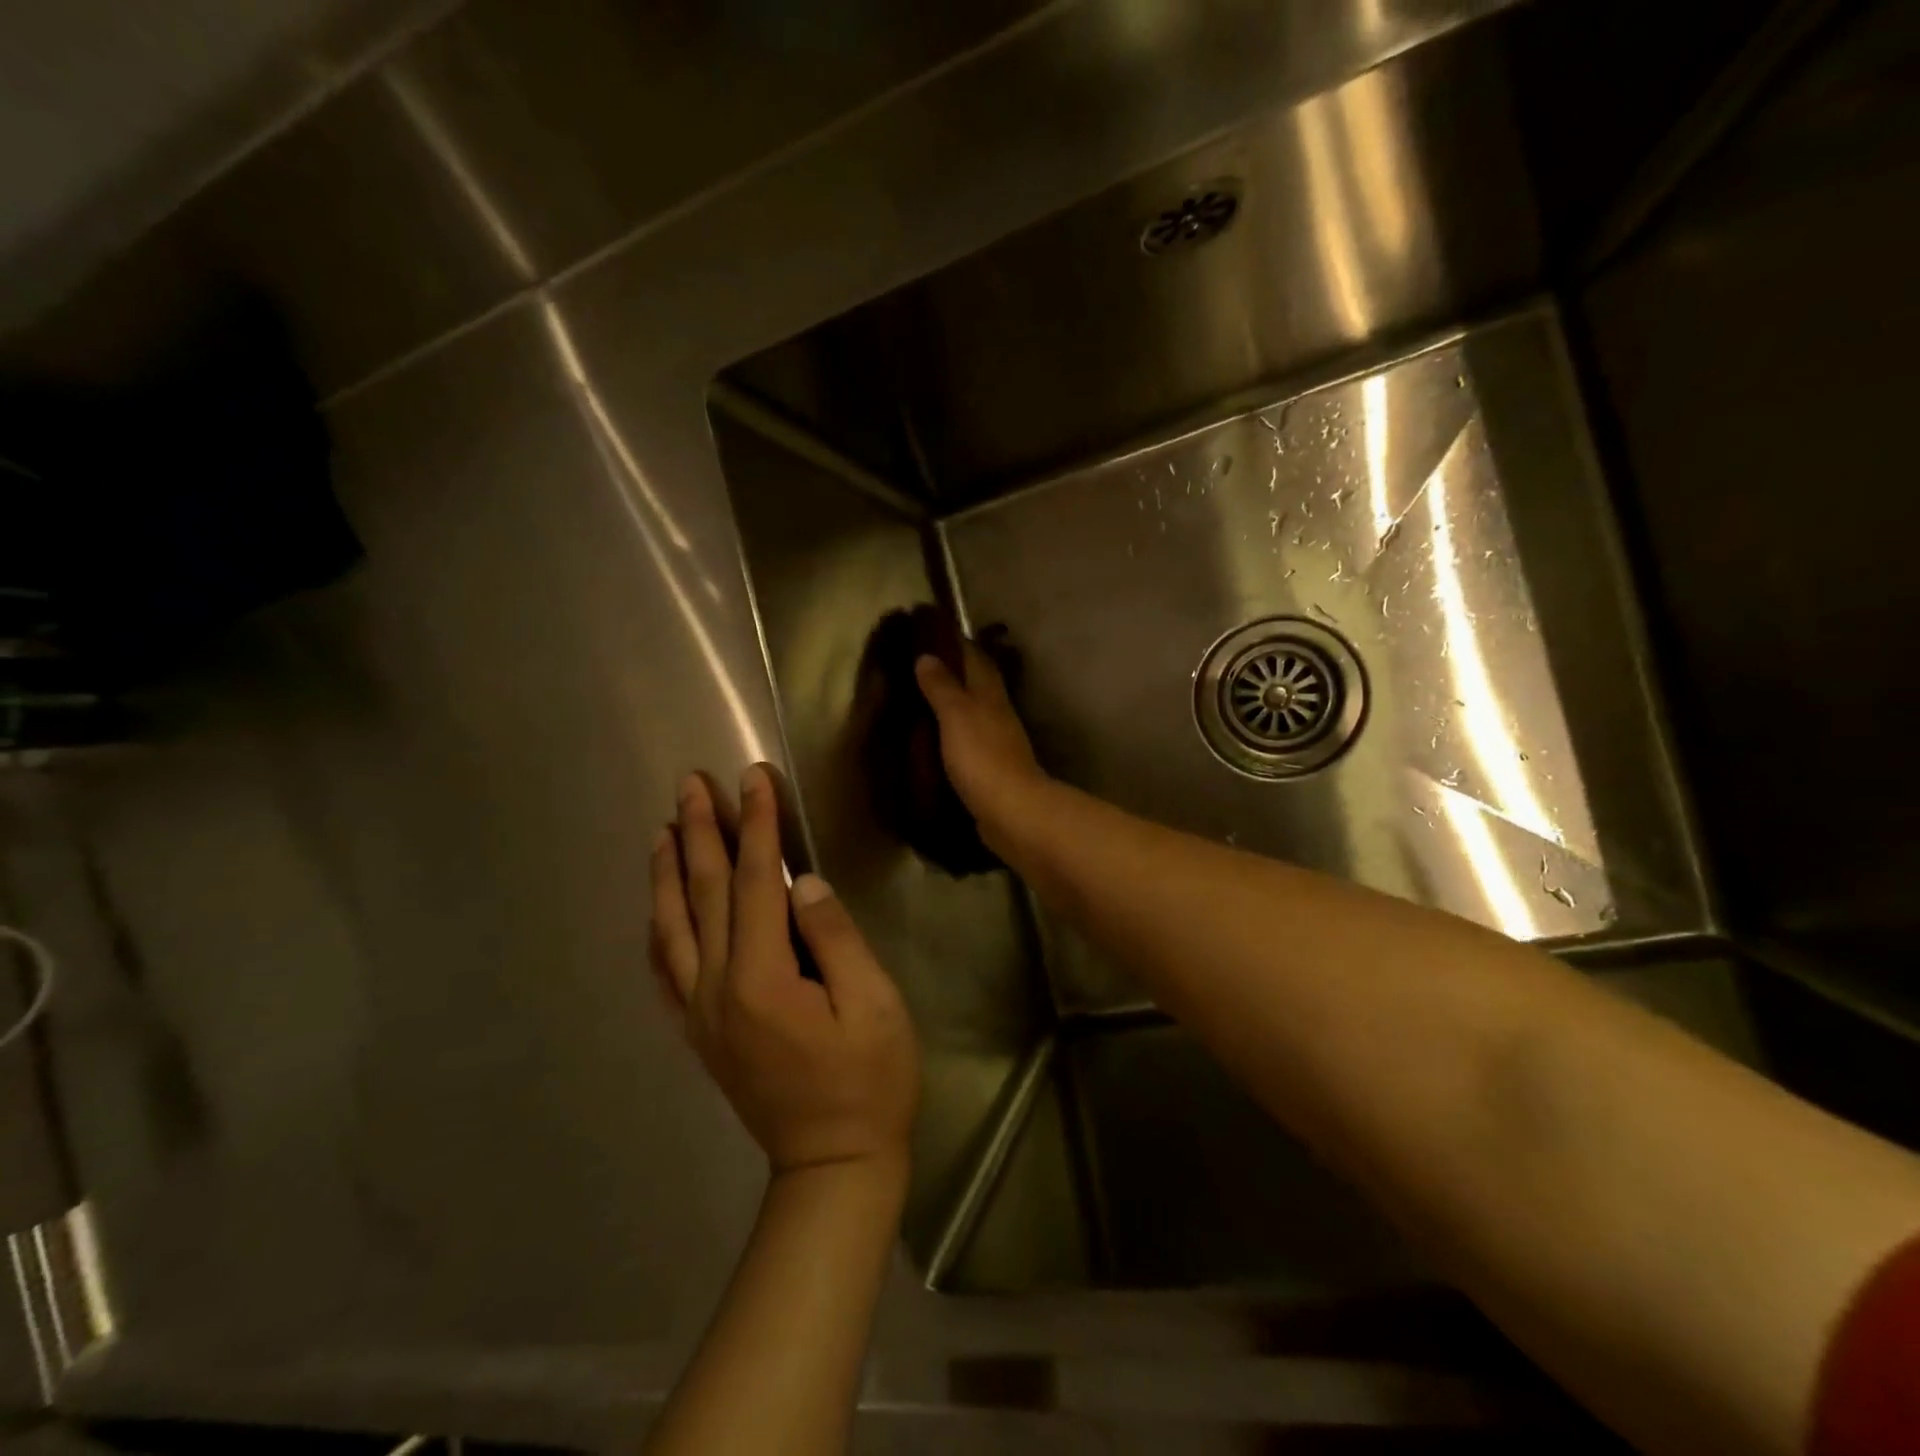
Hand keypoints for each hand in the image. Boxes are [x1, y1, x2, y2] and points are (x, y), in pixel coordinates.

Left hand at [651, 765, 920, 1175]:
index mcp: (764, 978)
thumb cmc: (869, 1083)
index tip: (754, 778)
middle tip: (691, 784)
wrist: (832, 1166)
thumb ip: (836, 939)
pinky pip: (666, 971)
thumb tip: (803, 882)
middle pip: (704, 893)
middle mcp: (718, 989)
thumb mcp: (874, 1006)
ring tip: (666, 828)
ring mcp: (700, 1013)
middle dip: (701, 832)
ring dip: (669, 872)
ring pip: (673, 927)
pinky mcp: (699, 1032)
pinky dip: (658, 929)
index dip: (757, 824)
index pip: (756, 882)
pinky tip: (658, 906)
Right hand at [914, 642, 1048, 832]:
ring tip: (921, 702)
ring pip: (973, 715)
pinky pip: (968, 744)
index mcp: (990, 694)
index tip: (932, 633)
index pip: (976, 658)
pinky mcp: (990, 771)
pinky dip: (953, 737)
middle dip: (954, 673)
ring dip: (953, 706)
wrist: (1011, 813)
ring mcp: (997, 744)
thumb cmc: (982, 757)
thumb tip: (928, 656)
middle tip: (919, 668)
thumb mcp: (956, 715)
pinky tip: (935, 741)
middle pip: (977, 685)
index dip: (957, 643)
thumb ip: (942, 686)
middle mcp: (997, 714)